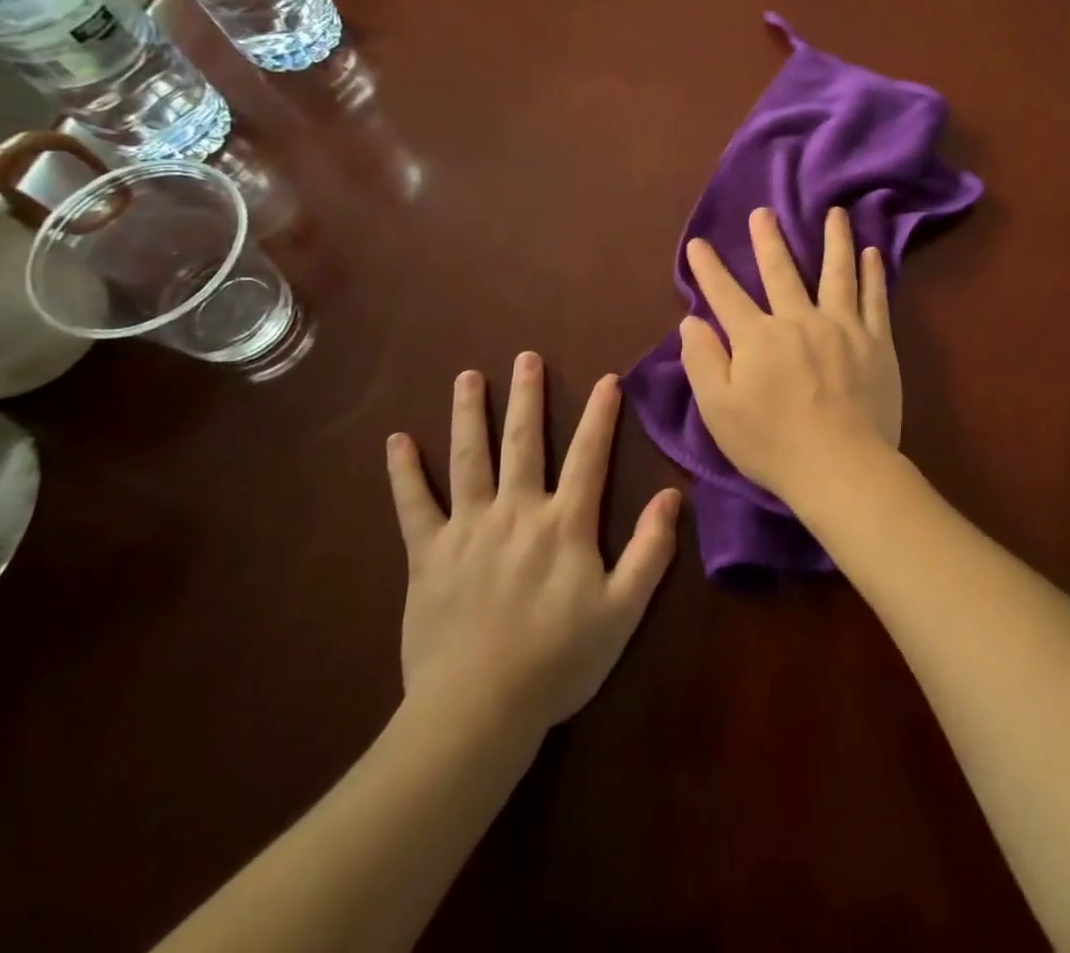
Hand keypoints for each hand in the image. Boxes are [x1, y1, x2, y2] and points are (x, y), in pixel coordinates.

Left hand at [386, 353, 680, 735]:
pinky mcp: (428, 555)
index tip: (607, 379)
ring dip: (469, 414)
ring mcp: (468, 529)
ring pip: (469, 458)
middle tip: (526, 357)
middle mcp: (517, 511)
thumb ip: (651, 550)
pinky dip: (404, 472)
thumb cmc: (559, 661)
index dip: (600, 415)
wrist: (478, 712)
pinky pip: (413, 506)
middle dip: (527, 397)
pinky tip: (397, 440)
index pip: (589, 456)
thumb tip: (672, 495)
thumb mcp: (623, 611)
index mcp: (565, 524)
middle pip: (524, 442)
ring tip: (468, 377)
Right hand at [680, 207, 900, 507]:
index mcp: (757, 338)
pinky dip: (873, 273)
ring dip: (833, 240)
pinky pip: (874, 299)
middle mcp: (799, 320)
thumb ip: (702, 361)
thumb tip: (691, 321)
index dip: (709, 269)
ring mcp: (842, 327)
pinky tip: (872, 253)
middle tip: (764, 211)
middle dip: (768, 239)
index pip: (726, 295)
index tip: (698, 243)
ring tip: (835, 213)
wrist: (840, 466)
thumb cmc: (772, 444)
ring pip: (836, 273)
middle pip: (781, 271)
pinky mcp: (876, 342)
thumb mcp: (718, 409)